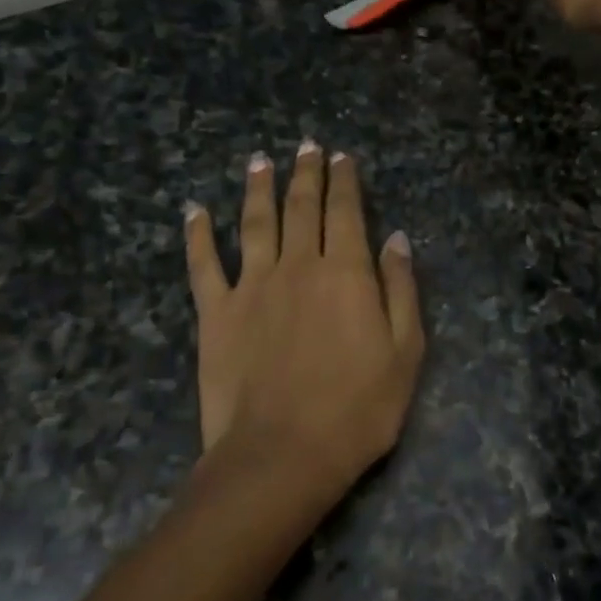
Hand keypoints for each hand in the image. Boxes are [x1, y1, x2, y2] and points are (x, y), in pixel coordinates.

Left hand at [184, 141, 423, 503]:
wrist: (282, 455)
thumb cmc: (357, 409)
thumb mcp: (405, 352)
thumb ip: (401, 289)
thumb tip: (395, 238)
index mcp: (345, 273)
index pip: (345, 212)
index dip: (344, 181)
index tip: (341, 157)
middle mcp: (297, 266)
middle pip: (301, 207)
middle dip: (305, 173)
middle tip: (306, 146)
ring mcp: (251, 286)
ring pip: (255, 223)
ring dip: (258, 188)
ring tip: (260, 160)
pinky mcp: (215, 313)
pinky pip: (204, 265)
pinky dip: (198, 235)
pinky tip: (195, 211)